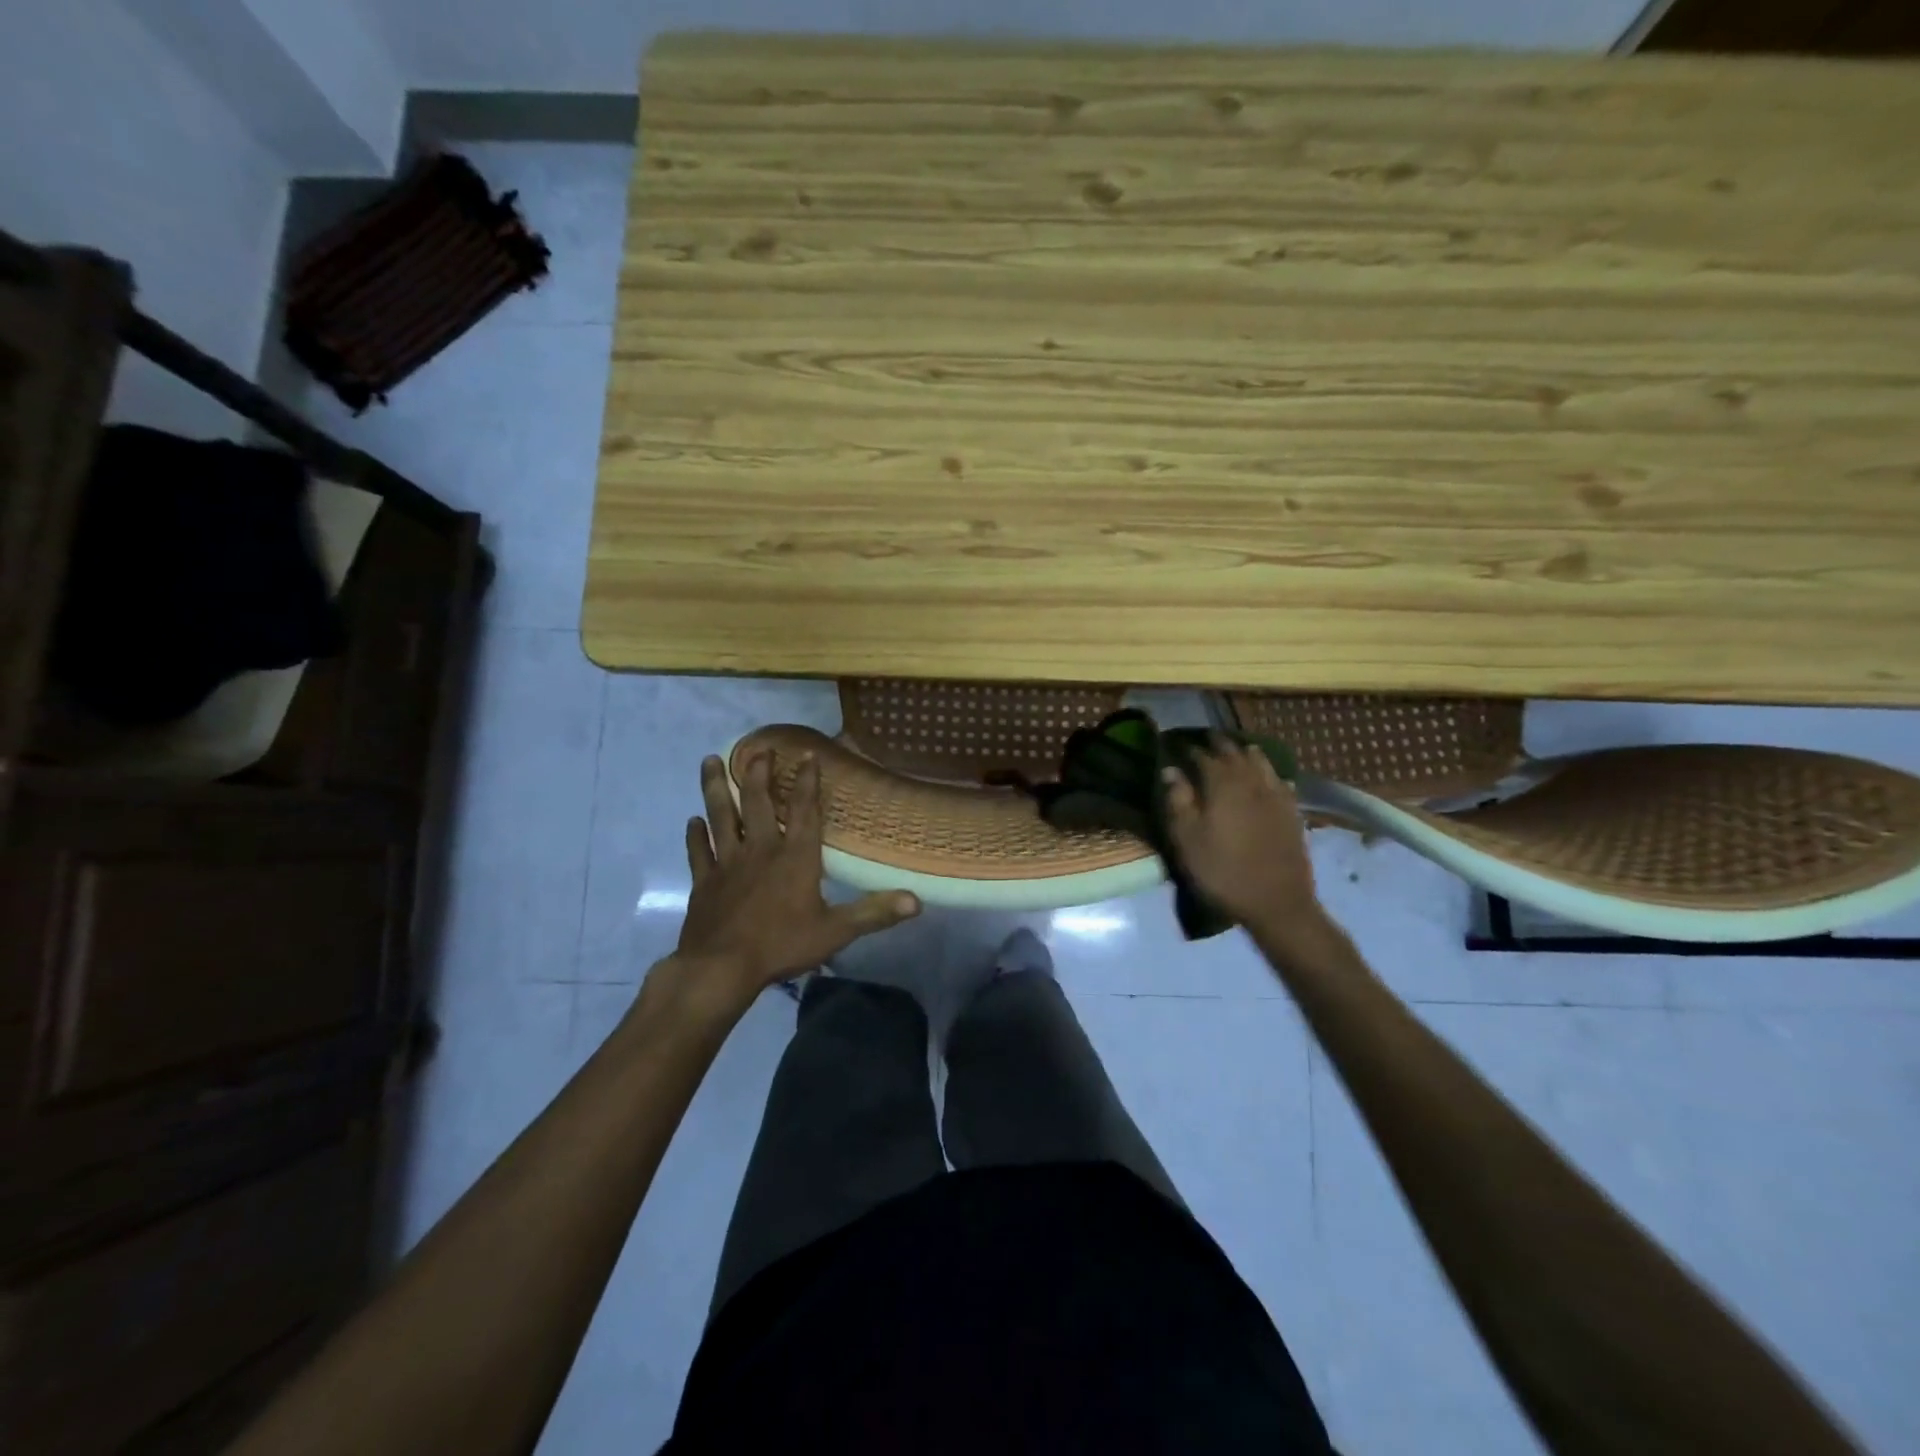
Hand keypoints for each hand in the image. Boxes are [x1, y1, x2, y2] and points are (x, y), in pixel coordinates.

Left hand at [667, 751, 919, 1007]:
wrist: (721, 969)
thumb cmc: (781, 946)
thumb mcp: (835, 931)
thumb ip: (874, 913)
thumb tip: (917, 901)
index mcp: (795, 858)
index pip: (804, 810)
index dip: (807, 782)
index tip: (806, 754)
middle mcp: (760, 850)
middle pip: (757, 803)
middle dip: (757, 772)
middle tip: (757, 748)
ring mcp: (728, 864)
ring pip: (721, 817)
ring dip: (715, 788)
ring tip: (709, 760)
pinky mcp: (704, 882)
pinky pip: (698, 852)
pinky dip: (695, 836)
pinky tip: (692, 821)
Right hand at [1163, 740, 1328, 945]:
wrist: (1276, 902)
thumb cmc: (1222, 871)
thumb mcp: (1187, 839)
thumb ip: (1178, 801)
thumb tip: (1171, 770)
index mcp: (1222, 784)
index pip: (1202, 756)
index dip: (1189, 749)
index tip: (1177, 745)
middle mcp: (1251, 781)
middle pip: (1234, 753)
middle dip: (1218, 744)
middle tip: (1206, 740)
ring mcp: (1276, 795)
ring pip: (1261, 762)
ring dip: (1246, 753)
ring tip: (1238, 750)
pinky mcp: (1293, 812)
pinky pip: (1281, 782)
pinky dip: (1271, 775)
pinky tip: (1271, 779)